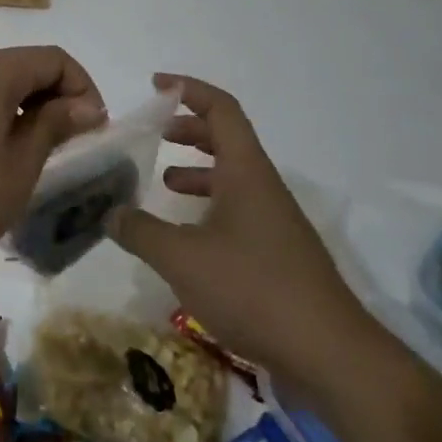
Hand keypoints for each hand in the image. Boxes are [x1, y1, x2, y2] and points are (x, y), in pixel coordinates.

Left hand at [0, 47, 106, 278]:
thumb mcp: (18, 167)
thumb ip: (53, 126)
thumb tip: (85, 104)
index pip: (52, 58)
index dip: (83, 87)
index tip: (94, 131)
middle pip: (22, 65)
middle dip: (55, 96)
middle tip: (70, 144)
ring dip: (24, 107)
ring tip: (35, 154)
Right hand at [107, 74, 381, 398]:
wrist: (331, 356)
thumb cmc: (254, 289)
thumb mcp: (181, 257)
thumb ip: (140, 230)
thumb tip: (110, 214)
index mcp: (246, 173)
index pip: (221, 110)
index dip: (188, 89)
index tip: (156, 85)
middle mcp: (264, 189)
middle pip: (228, 140)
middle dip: (190, 129)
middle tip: (155, 134)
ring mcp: (276, 224)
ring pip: (233, 179)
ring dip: (199, 172)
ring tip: (164, 183)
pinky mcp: (279, 257)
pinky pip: (239, 213)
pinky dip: (209, 209)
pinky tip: (186, 238)